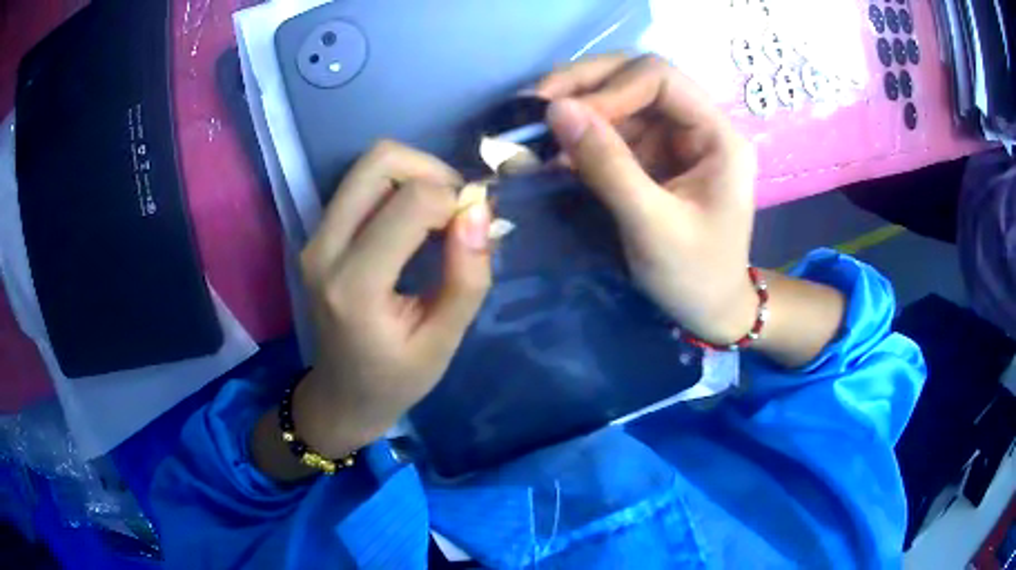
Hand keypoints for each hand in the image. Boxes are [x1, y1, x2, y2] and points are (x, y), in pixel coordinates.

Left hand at [294, 141, 491, 456]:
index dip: (456, 202)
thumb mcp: (444, 341)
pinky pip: (361, 185)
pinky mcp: (318, 233)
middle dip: (433, 171)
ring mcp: (315, 237)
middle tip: (456, 211)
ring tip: (438, 217)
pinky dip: (398, 188)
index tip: (475, 233)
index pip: (412, 202)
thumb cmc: (395, 379)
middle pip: (380, 161)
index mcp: (355, 286)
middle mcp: (324, 248)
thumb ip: (468, 277)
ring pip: (370, 165)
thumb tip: (478, 208)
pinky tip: (415, 224)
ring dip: (416, 176)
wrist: (341, 395)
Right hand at [537, 54, 758, 344]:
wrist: (709, 311)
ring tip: (535, 128)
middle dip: (586, 85)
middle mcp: (697, 126)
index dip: (610, 86)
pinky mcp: (653, 157)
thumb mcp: (652, 225)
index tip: (562, 114)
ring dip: (577, 109)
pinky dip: (581, 136)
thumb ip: (607, 165)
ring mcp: (673, 140)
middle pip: (638, 79)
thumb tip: (556, 110)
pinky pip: (612, 131)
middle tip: (536, 103)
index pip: (661, 78)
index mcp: (717, 136)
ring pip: (620, 101)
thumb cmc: (695, 276)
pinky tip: (553, 150)